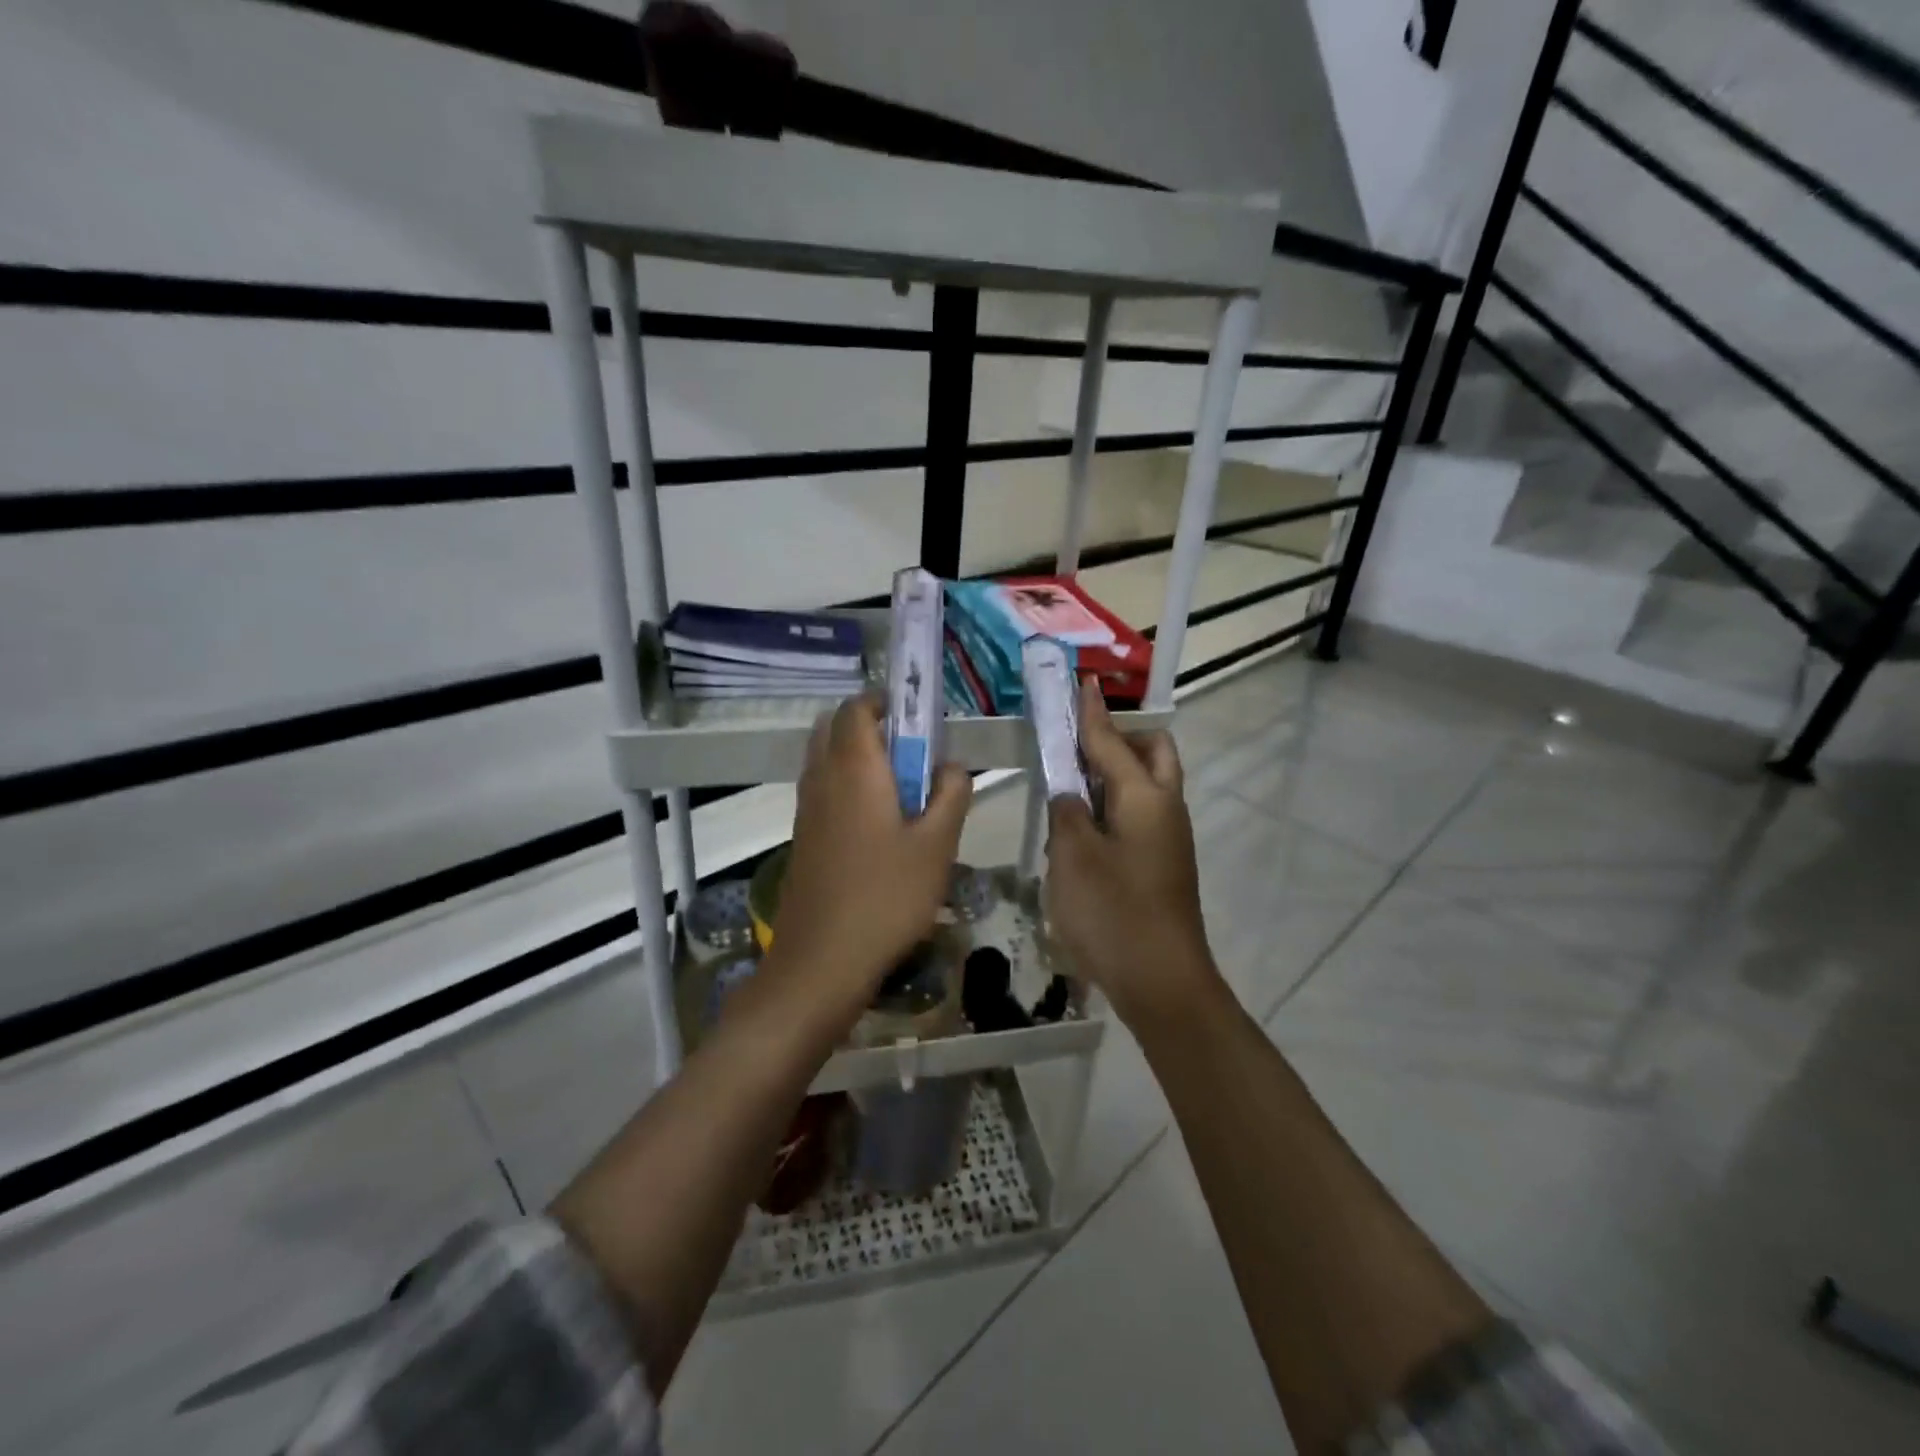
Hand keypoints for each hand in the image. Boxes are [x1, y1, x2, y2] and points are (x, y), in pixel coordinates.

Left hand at [770, 696, 971, 1015]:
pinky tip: (880, 826)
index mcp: (854, 768)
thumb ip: (952, 794)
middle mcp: (822, 777)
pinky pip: (823, 789)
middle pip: (835, 727)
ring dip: (859, 757)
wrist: (822, 960)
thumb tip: (951, 766)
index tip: (919, 718)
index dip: (885, 701)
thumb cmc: (886, 896)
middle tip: (912, 753)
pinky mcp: (803, 836)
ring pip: (827, 759)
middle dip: (871, 727)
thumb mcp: (938, 844)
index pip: (856, 707)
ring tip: (903, 791)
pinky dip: (847, 785)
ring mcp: (806, 808)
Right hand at [1045, 681, 1220, 1025]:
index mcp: (1145, 797)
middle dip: (1119, 739)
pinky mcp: (1164, 863)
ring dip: (1116, 774)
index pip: (1111, 741)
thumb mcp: (1073, 856)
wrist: (1162, 982)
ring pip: (1149, 785)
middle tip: (1077, 748)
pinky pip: (1142, 815)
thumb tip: (1068, 790)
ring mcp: (1170, 838)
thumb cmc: (1113, 913)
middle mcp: (1166, 808)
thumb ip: (1066, 811)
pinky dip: (1117, 806)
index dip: (1091, 713)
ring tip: (1071, 790)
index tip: (1082, 682)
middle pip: (1153, 753)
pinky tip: (1084, 831)